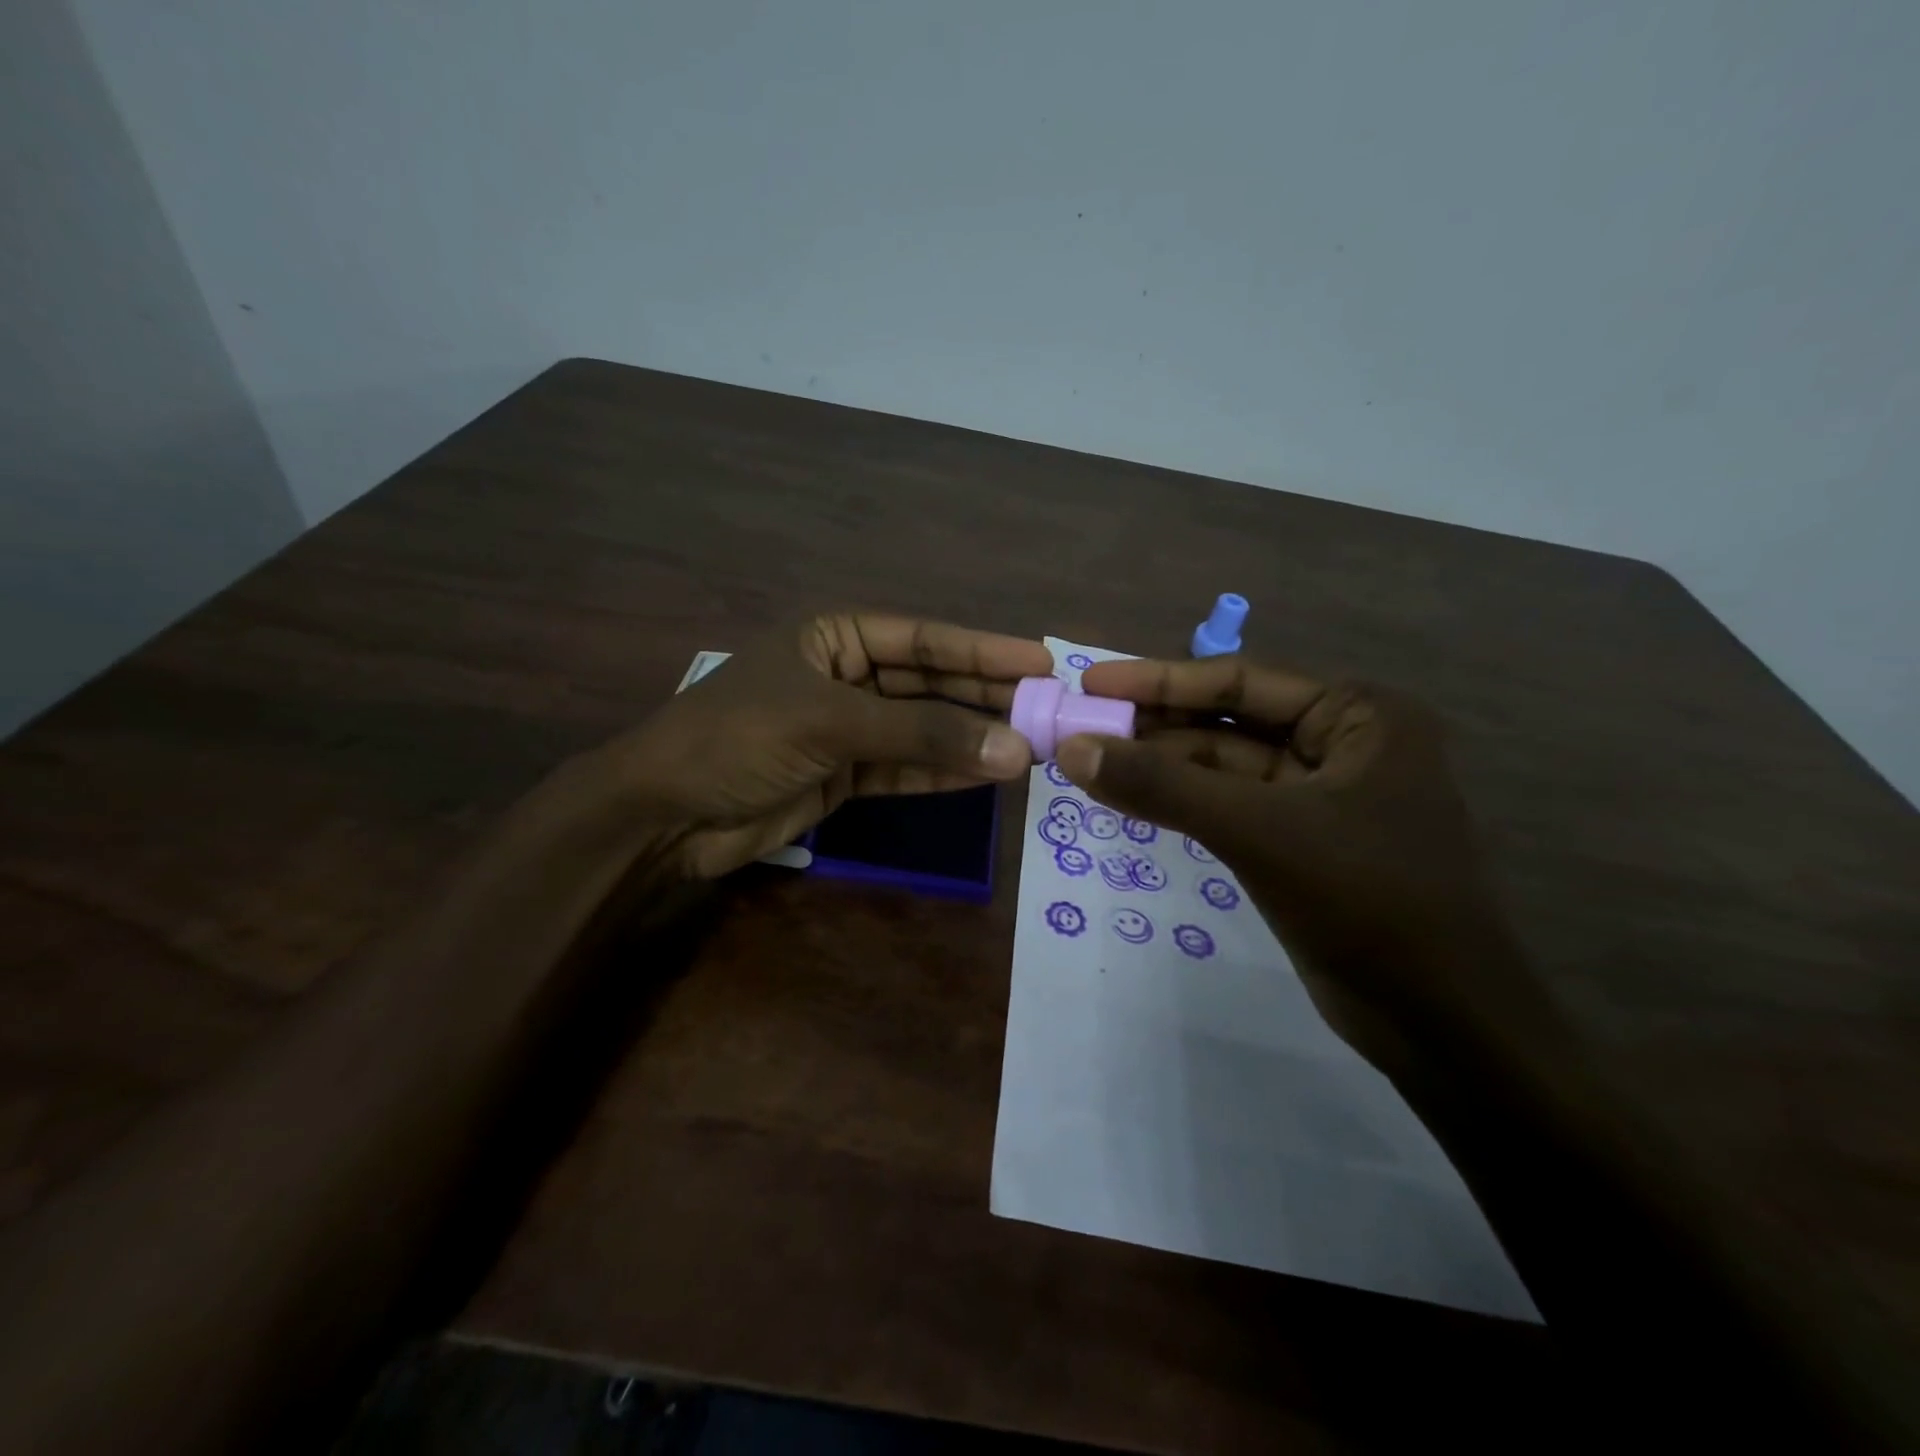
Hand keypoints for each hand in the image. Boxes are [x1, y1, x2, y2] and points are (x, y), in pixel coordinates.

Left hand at [568, 613, 1050, 881]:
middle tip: (1047, 708)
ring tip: (1030, 746)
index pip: (923, 639)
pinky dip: (943, 772)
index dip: (983, 649)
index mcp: (834, 636)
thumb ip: (923, 735)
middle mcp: (844, 675)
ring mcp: (845, 728)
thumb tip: (1016, 748)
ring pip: (922, 729)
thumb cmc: (739, 739)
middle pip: (929, 683)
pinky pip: (905, 767)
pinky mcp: (843, 775)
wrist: (665, 814)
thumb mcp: (831, 724)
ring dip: (970, 738)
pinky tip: (987, 773)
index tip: (1041, 660)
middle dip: (984, 697)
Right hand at [1057, 656, 1538, 1072]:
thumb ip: (1163, 786)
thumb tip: (1073, 750)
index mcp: (1359, 715)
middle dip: (1155, 726)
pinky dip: (1182, 804)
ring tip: (1091, 764)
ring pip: (1224, 768)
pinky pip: (1230, 808)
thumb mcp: (1258, 831)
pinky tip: (1132, 800)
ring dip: (1162, 767)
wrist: (1442, 1024)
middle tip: (1081, 728)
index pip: (1240, 682)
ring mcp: (1322, 797)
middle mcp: (1344, 744)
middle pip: (1229, 722)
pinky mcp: (1301, 844)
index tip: (1092, 684)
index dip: (1159, 680)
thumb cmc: (1368, 901)